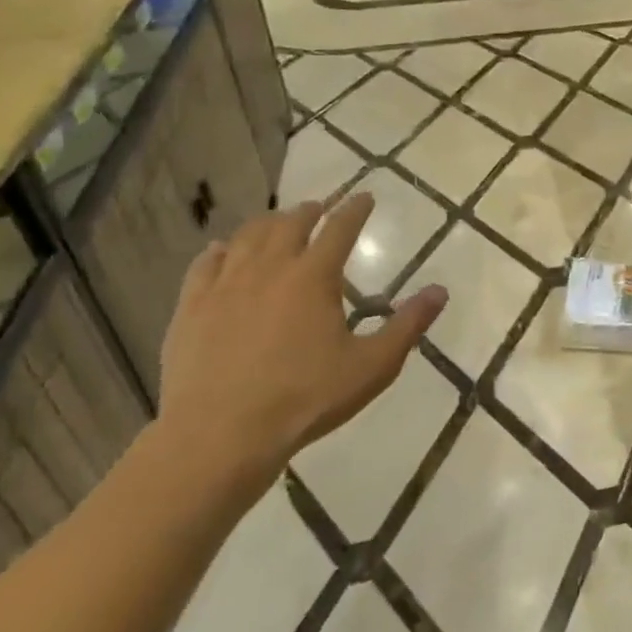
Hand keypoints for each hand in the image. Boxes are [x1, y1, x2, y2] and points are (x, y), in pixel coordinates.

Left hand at [158, 194, 447, 494]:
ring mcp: (224, 285)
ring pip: (247, 237)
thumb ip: (408, 326)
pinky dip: (220, 250)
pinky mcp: (191, 307)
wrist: (220, 434)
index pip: (340, 228)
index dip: (355, 209)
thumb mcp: (372, 366)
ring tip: (276, 223)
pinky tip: (222, 251)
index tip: (365, 197)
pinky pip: (206, 264)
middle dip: (308, 212)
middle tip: (318, 208)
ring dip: (267, 224)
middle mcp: (269, 268)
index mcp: (314, 277)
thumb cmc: (305, 399)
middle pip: (290, 224)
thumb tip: (441, 291)